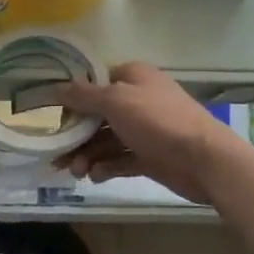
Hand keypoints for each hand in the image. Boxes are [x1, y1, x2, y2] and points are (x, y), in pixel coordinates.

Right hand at [53, 62, 233, 204]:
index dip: (72, 97)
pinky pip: (120, 159)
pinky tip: (94, 176)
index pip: (95, 82)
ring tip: (75, 172)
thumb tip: (55, 87)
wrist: (203, 159)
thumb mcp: (117, 101)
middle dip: (76, 134)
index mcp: (132, 77)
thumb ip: (84, 96)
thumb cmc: (158, 121)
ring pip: (106, 140)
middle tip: (57, 154)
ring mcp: (144, 129)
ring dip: (88, 154)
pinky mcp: (149, 156)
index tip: (50, 113)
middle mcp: (137, 100)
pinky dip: (105, 166)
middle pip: (97, 115)